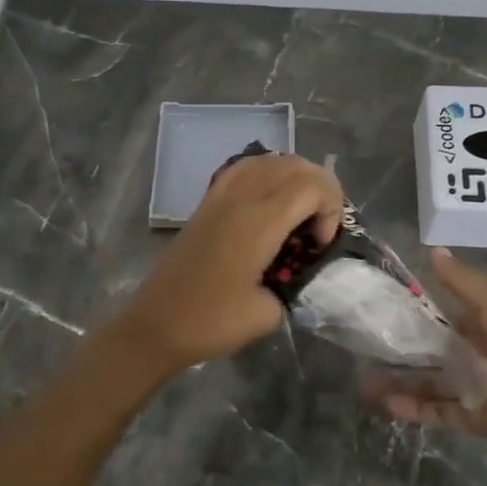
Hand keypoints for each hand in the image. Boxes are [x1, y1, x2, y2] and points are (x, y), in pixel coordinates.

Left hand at [108, 154, 344, 378]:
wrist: (155, 325)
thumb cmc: (211, 321)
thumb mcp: (268, 314)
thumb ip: (294, 285)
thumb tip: (299, 273)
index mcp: (259, 222)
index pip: (312, 185)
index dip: (331, 208)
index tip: (321, 245)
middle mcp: (241, 198)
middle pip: (294, 165)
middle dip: (321, 189)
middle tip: (319, 228)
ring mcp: (220, 196)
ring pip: (268, 160)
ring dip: (294, 178)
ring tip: (300, 212)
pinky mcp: (206, 203)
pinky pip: (243, 169)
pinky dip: (266, 174)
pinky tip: (270, 200)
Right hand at [365, 249, 486, 445]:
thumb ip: (461, 280)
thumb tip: (433, 250)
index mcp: (486, 325)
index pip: (445, 318)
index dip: (417, 314)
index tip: (383, 309)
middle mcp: (478, 357)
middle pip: (433, 354)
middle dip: (402, 352)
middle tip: (365, 348)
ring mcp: (474, 390)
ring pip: (429, 385)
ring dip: (400, 383)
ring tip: (364, 381)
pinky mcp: (473, 418)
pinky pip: (437, 413)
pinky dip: (412, 409)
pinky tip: (383, 402)